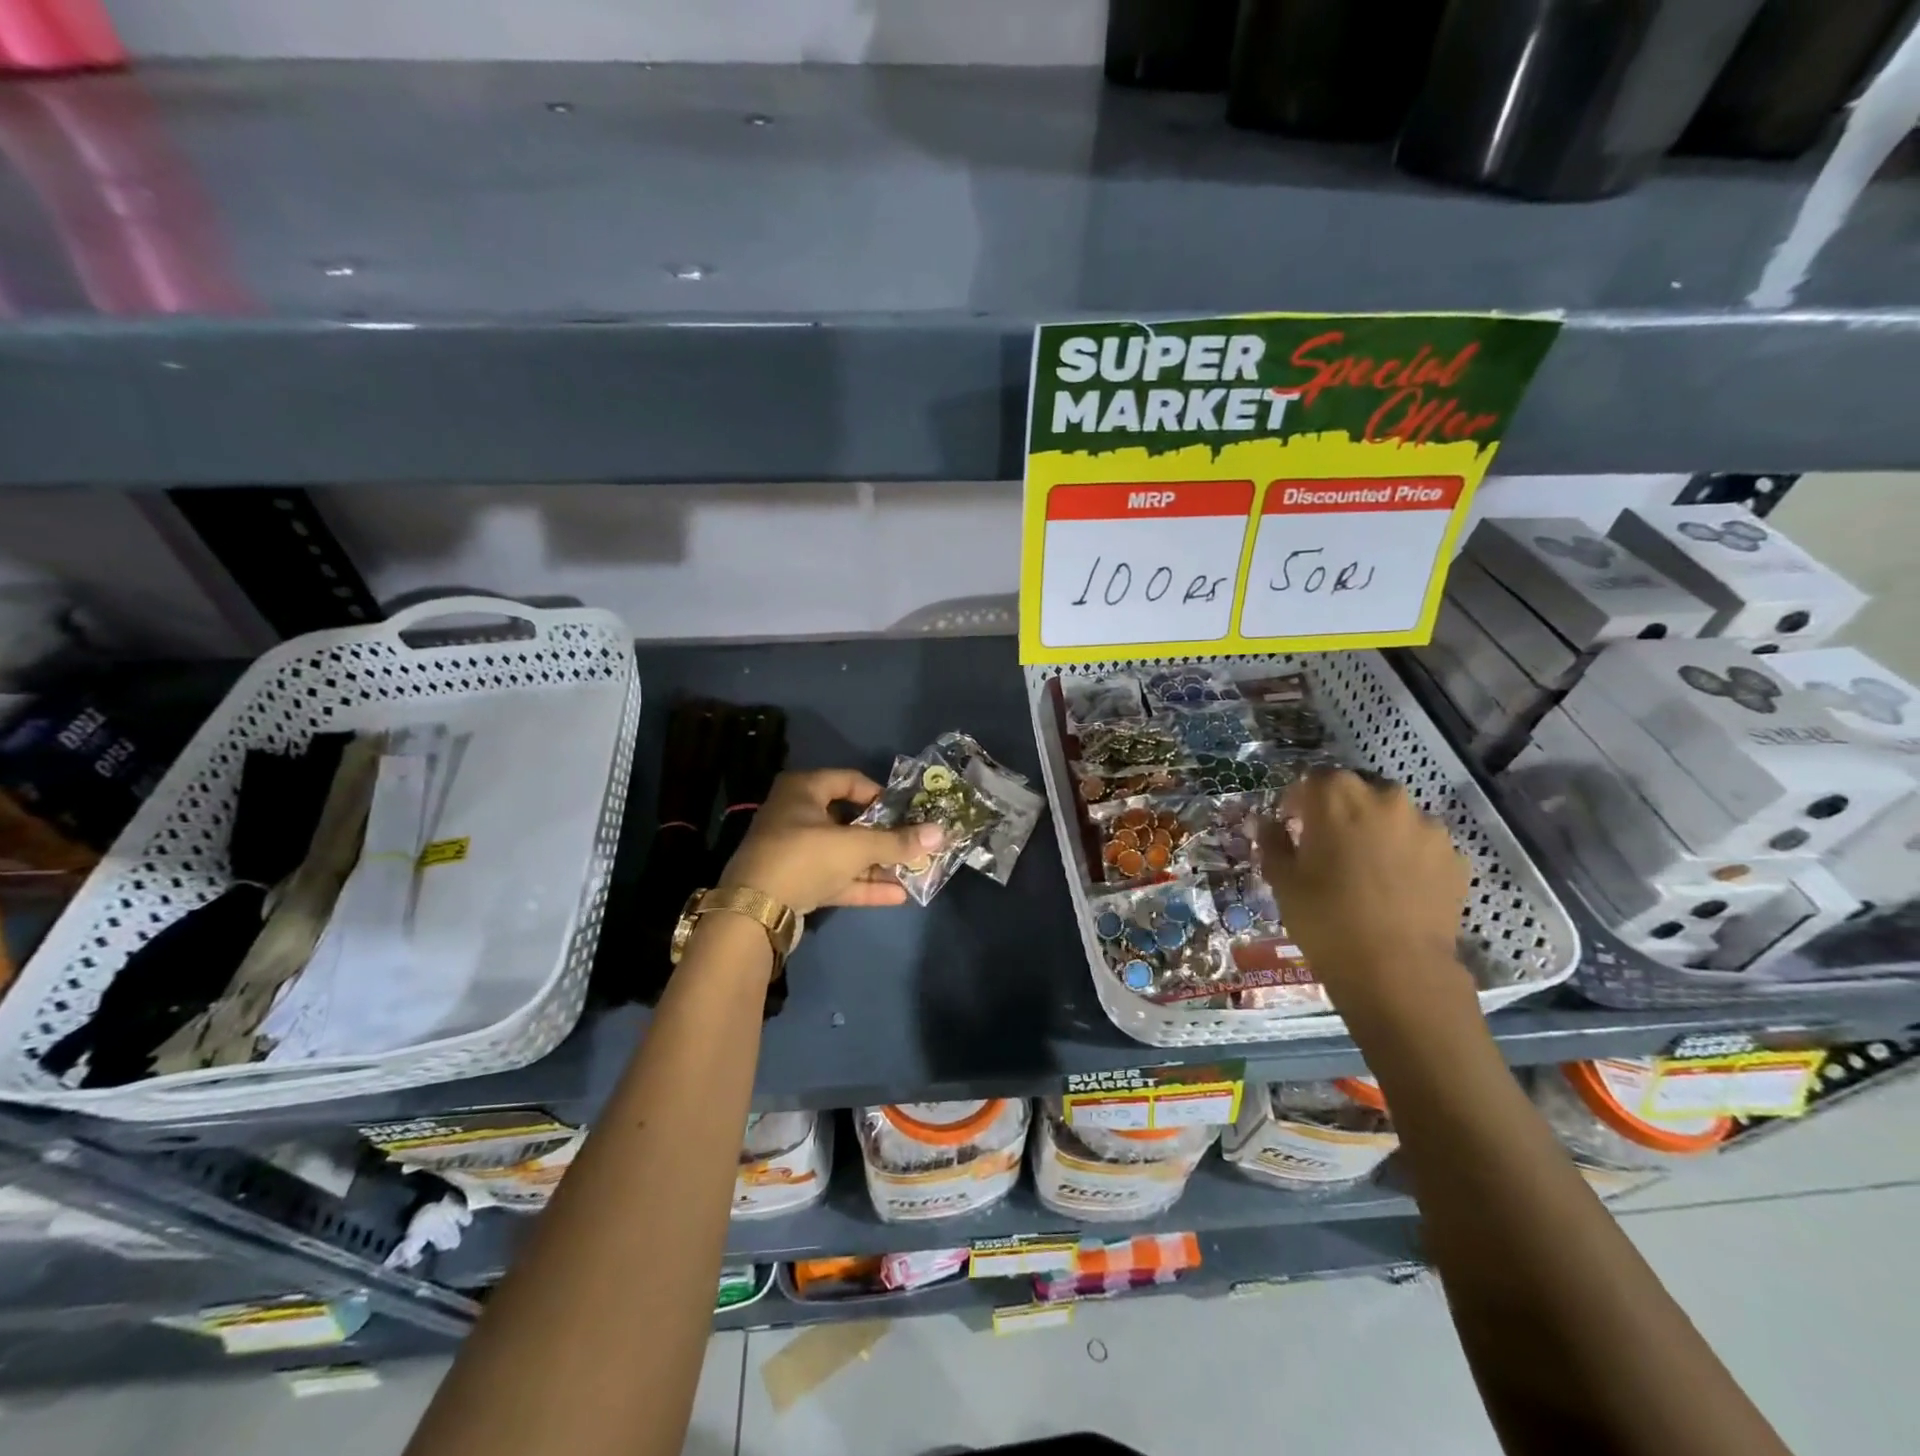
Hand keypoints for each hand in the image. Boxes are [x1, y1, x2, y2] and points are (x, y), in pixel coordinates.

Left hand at [716, 768, 942, 913]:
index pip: (849, 780)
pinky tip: (897, 895)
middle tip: (913, 843)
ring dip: (877, 864)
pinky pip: (835, 878)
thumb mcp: (855, 846)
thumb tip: (940, 833)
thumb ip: (897, 841)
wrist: (753, 911)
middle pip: (849, 820)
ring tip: (913, 872)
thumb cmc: (805, 857)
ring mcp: (794, 851)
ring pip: (843, 853)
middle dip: (883, 836)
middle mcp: (796, 815)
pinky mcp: (796, 883)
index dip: (880, 794)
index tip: (906, 811)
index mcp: (803, 790)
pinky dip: (862, 884)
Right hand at [1259, 768, 1471, 1014]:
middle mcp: (1385, 798)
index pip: (1312, 779)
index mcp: (1337, 796)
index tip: (1292, 826)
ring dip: (1377, 832)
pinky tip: (1396, 889)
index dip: (1299, 801)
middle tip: (1328, 847)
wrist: (1397, 970)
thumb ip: (1273, 842)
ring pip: (1393, 817)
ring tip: (1367, 870)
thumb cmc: (1326, 918)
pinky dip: (1407, 857)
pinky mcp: (1454, 857)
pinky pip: (1421, 845)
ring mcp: (1426, 826)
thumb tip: (1270, 824)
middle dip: (1340, 811)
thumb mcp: (1282, 880)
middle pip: (1357, 791)